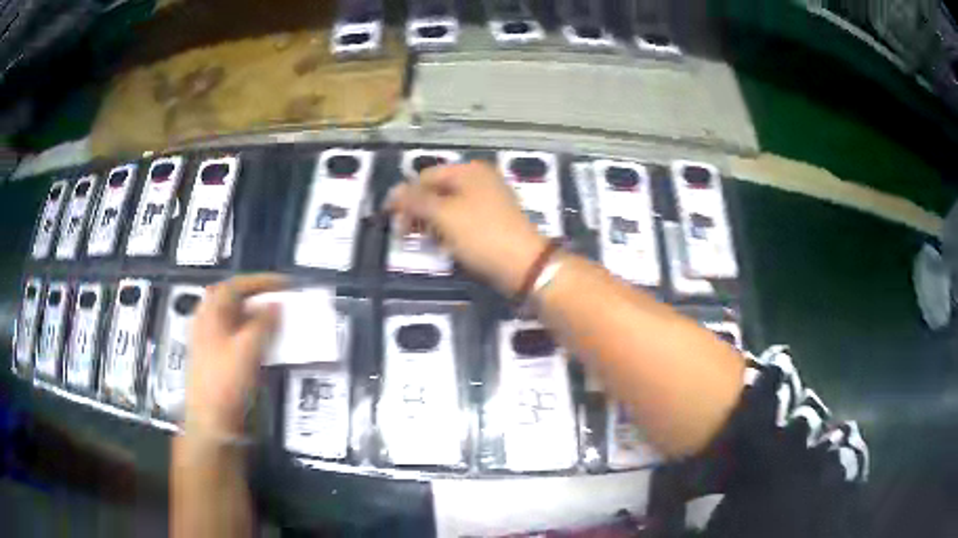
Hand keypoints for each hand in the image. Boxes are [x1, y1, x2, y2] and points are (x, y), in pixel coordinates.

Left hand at [185, 273, 287, 436]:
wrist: (210, 422)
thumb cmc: (226, 382)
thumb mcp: (248, 350)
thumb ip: (263, 323)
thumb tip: (276, 304)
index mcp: (211, 313)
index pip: (236, 285)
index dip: (262, 281)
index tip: (286, 284)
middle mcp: (207, 321)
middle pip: (232, 299)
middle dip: (257, 296)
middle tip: (279, 299)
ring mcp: (208, 341)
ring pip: (233, 319)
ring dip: (255, 316)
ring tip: (275, 320)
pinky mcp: (214, 359)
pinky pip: (234, 336)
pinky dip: (250, 333)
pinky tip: (262, 344)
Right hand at [386, 161, 547, 294]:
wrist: (524, 265)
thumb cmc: (481, 234)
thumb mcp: (443, 215)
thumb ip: (416, 201)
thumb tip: (393, 191)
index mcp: (469, 171)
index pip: (425, 176)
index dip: (406, 196)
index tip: (391, 220)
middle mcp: (479, 180)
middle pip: (437, 190)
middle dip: (418, 211)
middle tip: (406, 235)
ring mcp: (488, 200)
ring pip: (449, 207)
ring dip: (432, 223)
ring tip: (426, 242)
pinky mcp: (493, 221)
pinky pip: (462, 220)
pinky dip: (449, 231)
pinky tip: (445, 246)